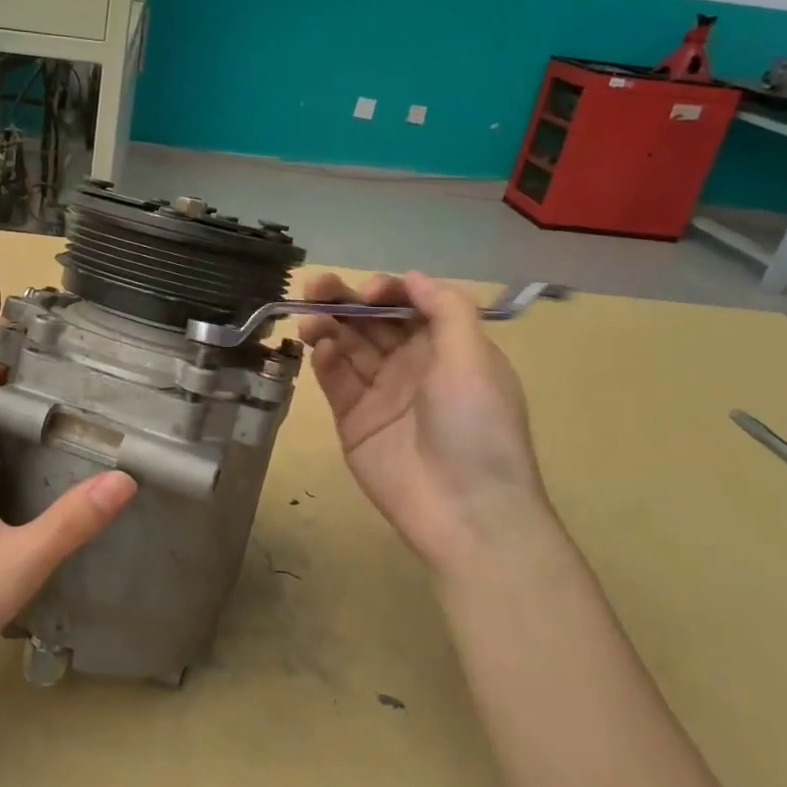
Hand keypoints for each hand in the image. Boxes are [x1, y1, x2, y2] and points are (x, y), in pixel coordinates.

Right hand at [298, 271, 555, 582]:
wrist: (465, 510)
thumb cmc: (476, 426)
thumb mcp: (474, 358)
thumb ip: (445, 310)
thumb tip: (412, 277)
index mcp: (447, 349)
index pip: (408, 307)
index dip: (385, 292)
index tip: (366, 292)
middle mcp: (412, 366)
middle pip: (372, 323)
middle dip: (345, 301)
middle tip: (316, 287)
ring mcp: (380, 394)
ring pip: (347, 348)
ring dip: (328, 327)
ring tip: (310, 320)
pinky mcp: (354, 421)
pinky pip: (335, 382)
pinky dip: (325, 361)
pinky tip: (319, 350)